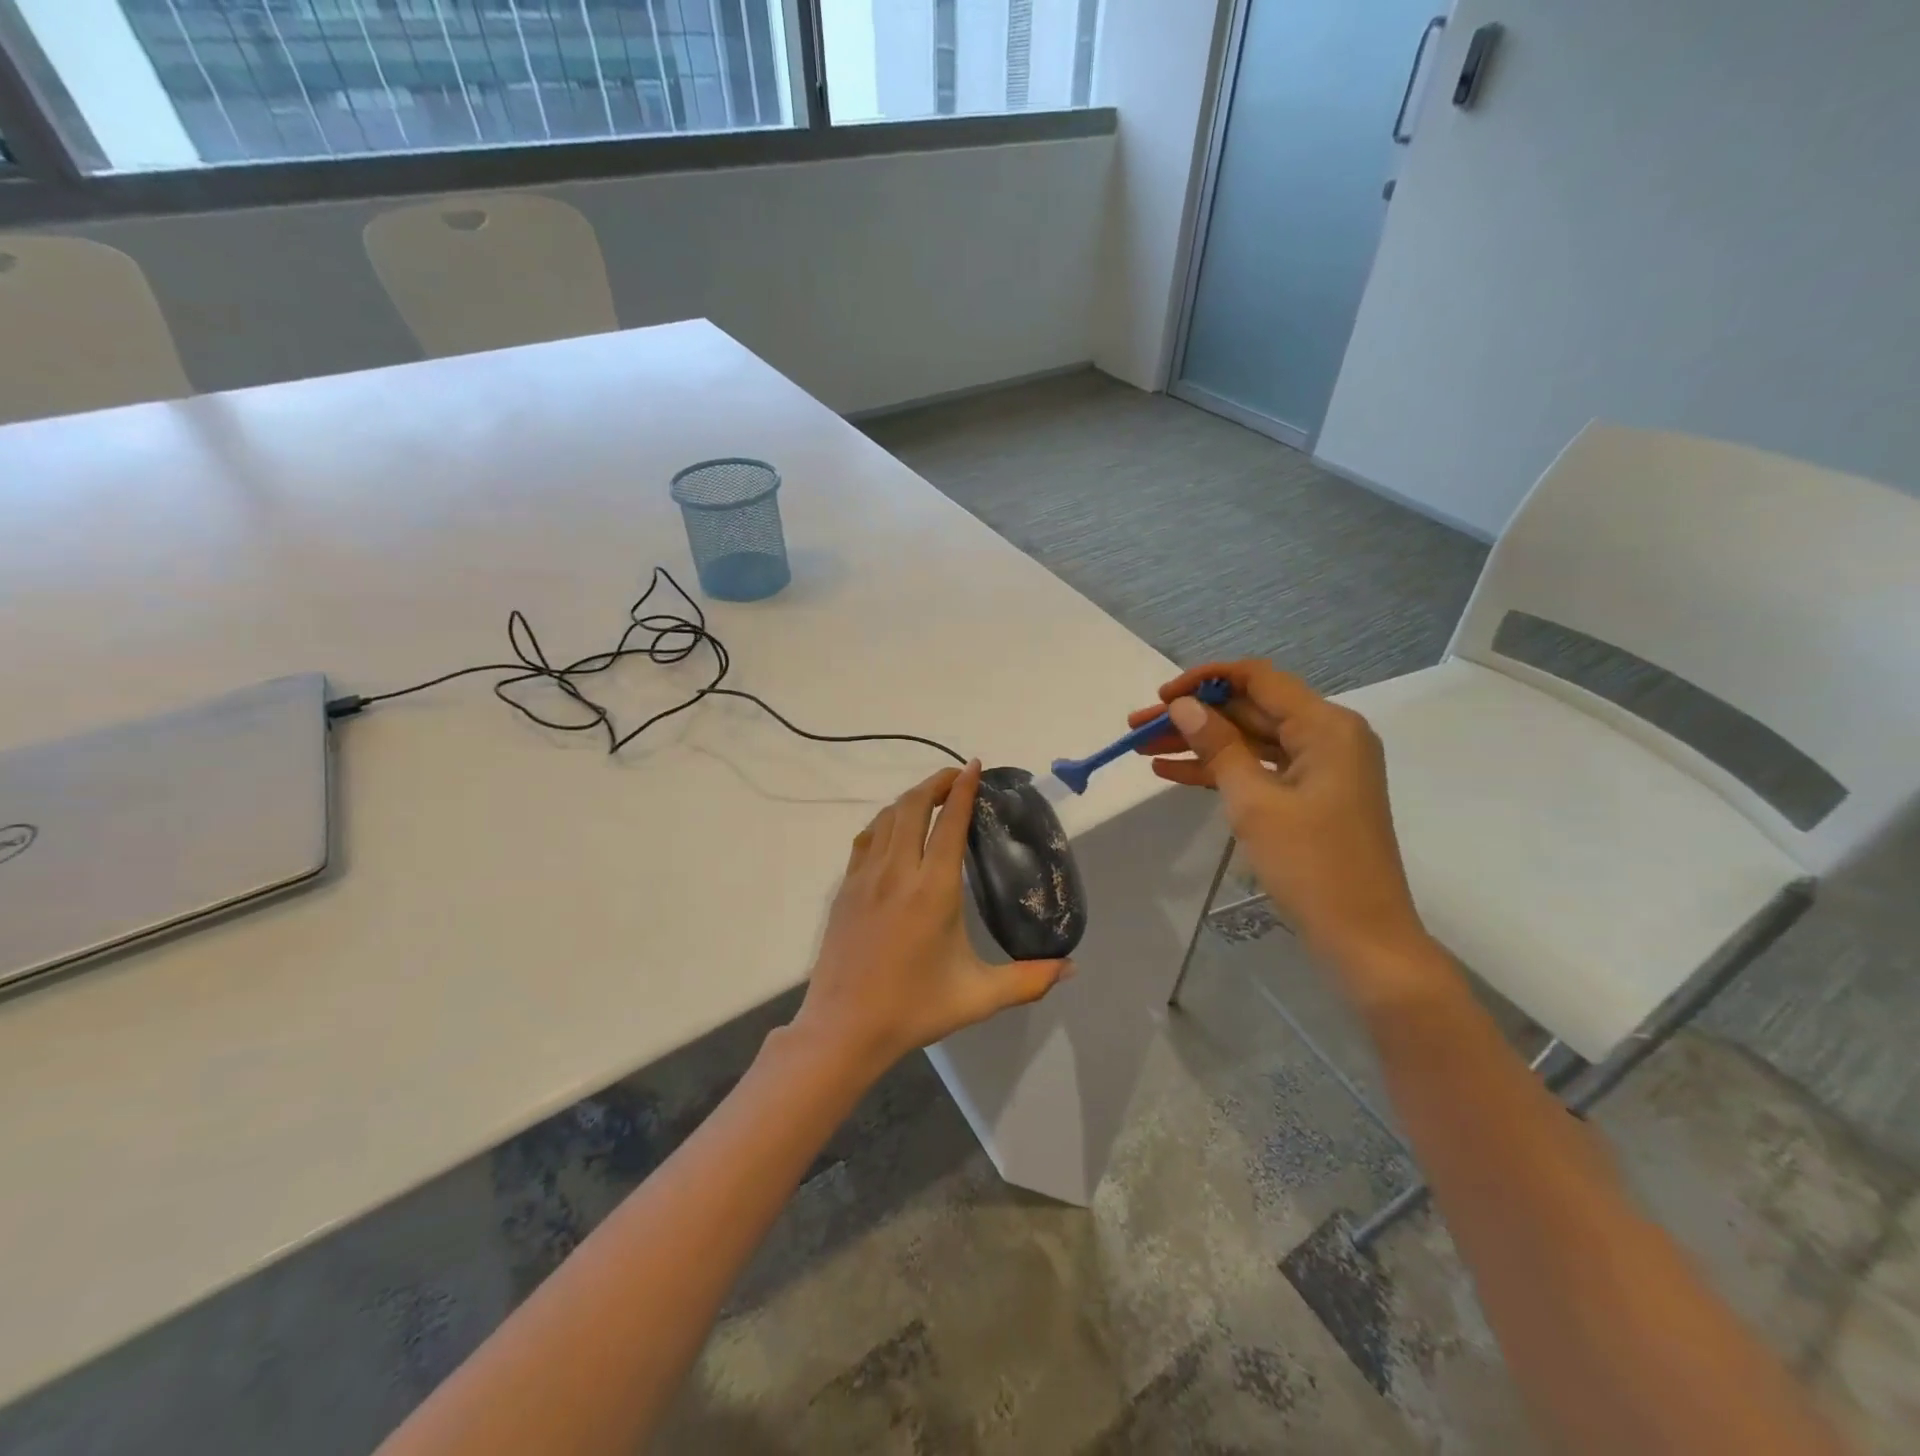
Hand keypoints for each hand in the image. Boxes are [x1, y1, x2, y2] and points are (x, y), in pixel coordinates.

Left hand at [792, 762, 1072, 1080]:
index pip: (950, 823)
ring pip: (887, 818)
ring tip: (931, 798)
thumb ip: (1029, 980)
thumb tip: (1072, 968)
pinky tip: (893, 830)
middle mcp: (897, 872)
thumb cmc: (914, 1009)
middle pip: (914, 806)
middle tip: (957, 778)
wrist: (844, 1028)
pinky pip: (866, 839)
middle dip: (936, 783)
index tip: (975, 766)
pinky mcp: (845, 889)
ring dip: (910, 799)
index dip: (964, 789)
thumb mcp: (978, 997)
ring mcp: (865, 878)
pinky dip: (884, 822)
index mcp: (933, 889)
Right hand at [1130, 660, 1431, 986]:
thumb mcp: (1254, 802)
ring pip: (1250, 741)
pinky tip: (1171, 773)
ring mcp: (1320, 768)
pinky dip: (1219, 771)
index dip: (1205, 680)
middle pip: (1250, 710)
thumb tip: (1184, 706)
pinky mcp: (1310, 797)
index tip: (1161, 698)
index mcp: (1326, 727)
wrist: (1363, 939)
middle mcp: (1327, 736)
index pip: (1258, 678)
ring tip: (1143, 750)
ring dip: (1199, 744)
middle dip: (1193, 717)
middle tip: (1137, 728)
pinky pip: (1259, 770)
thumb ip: (1217, 746)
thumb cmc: (1311, 865)